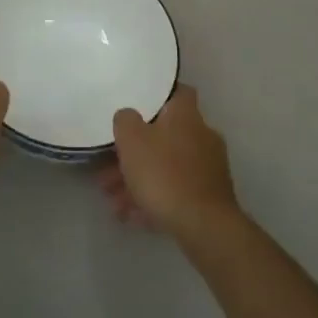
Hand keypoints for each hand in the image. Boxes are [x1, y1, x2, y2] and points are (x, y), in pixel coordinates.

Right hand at [106, 85, 239, 244]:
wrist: (204, 226)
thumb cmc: (164, 173)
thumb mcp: (132, 140)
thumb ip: (125, 120)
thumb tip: (128, 116)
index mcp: (186, 115)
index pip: (178, 92)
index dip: (158, 96)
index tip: (137, 105)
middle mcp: (202, 135)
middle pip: (164, 136)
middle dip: (135, 153)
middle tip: (108, 170)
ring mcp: (208, 168)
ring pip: (166, 167)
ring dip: (139, 181)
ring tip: (114, 202)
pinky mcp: (209, 197)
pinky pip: (175, 191)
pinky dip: (154, 200)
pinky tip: (132, 216)